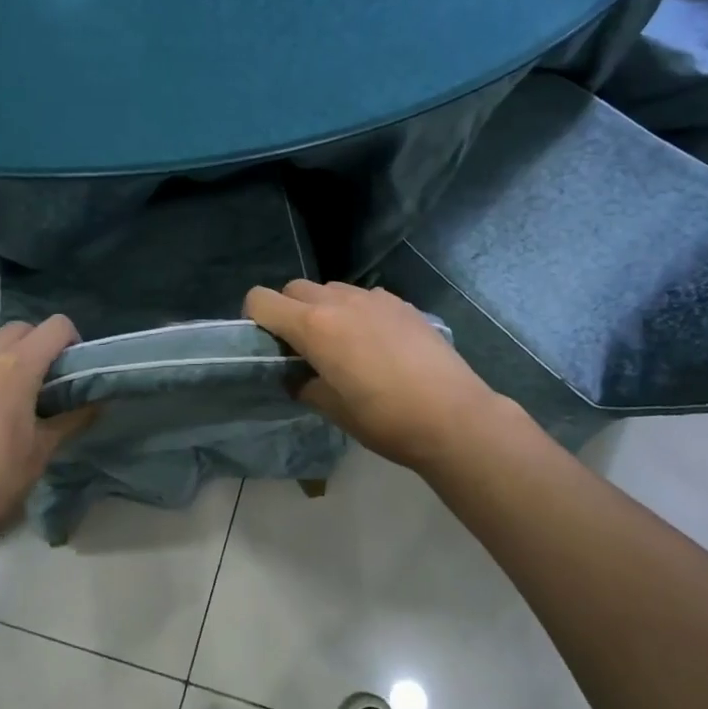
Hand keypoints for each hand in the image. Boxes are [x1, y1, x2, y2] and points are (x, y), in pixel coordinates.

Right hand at [244, 280, 507, 473]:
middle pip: (294, 289)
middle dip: (288, 311)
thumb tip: (298, 376)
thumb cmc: (385, 419)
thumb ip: (305, 384)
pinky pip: (364, 297)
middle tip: (302, 348)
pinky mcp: (401, 303)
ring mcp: (373, 298)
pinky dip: (356, 311)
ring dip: (323, 309)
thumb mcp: (333, 409)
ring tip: (341, 344)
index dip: (254, 318)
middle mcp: (339, 301)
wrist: (453, 416)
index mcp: (314, 326)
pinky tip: (376, 343)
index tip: (267, 344)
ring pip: (330, 289)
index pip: (261, 300)